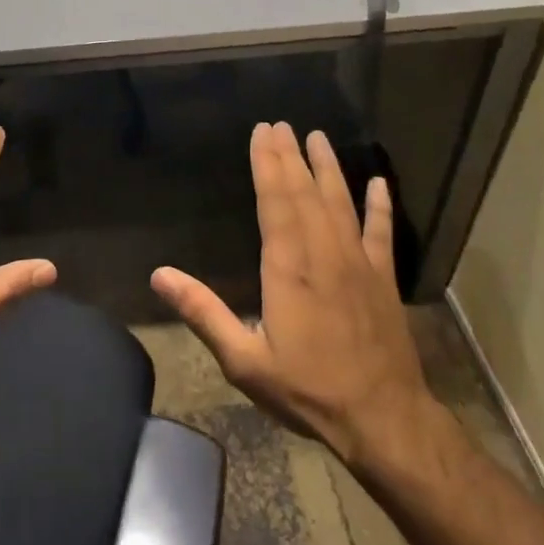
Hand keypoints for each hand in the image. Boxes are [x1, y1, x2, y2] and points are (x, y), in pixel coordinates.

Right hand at [152, 122, 436, 470]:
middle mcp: (323, 252)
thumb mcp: (245, 360)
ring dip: (328, 168)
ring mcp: (358, 262)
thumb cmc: (308, 389)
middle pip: (304, 192)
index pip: (275, 201)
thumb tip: (159, 275)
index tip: (262, 132)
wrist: (384, 420)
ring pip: (340, 202)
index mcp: (288, 266)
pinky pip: (381, 231)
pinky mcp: (383, 278)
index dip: (267, 164)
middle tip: (281, 124)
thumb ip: (203, 313)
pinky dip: (381, 205)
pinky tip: (380, 182)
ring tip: (318, 137)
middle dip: (290, 155)